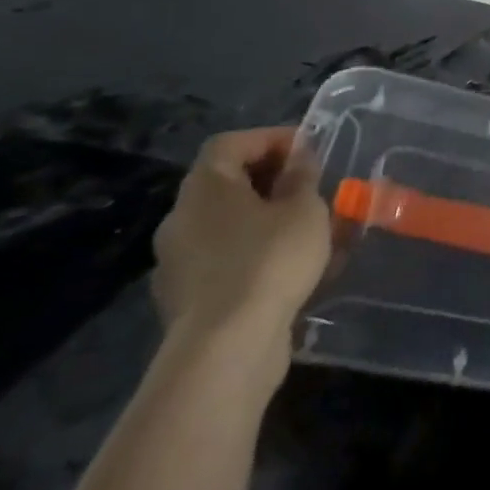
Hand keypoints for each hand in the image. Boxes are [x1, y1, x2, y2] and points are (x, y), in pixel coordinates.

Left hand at [152, 127, 330, 364]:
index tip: (307, 151)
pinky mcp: (186, 302)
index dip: (270, 139)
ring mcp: (178, 264)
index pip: (230, 143)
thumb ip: (302, 177)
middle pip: (226, 184)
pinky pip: (225, 262)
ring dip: (265, 222)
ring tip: (309, 231)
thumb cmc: (269, 260)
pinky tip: (289, 271)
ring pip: (227, 226)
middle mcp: (181, 219)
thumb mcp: (304, 209)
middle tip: (311, 189)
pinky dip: (255, 257)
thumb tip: (298, 160)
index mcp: (204, 188)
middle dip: (271, 182)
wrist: (225, 350)